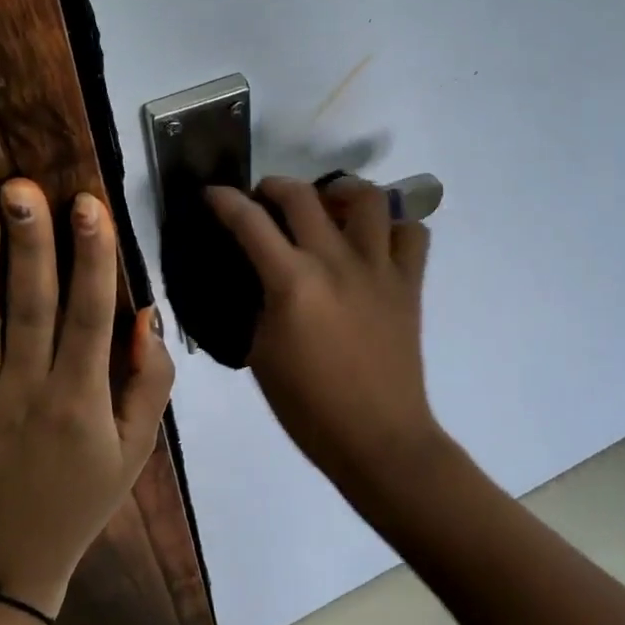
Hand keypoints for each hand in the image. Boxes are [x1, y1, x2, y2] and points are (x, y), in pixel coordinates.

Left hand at [0, 179, 174, 616]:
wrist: (8, 567)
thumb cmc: (82, 498)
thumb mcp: (137, 449)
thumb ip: (149, 381)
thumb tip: (147, 313)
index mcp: (82, 398)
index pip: (91, 314)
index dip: (92, 257)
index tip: (88, 205)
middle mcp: (29, 393)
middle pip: (32, 308)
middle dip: (31, 245)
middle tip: (22, 188)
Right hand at [205, 177, 444, 490]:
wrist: (376, 437)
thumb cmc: (308, 406)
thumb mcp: (261, 352)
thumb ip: (260, 302)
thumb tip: (261, 274)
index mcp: (292, 283)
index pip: (249, 222)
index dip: (224, 201)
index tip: (213, 194)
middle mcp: (336, 262)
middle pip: (303, 196)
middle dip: (274, 186)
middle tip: (265, 199)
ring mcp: (379, 268)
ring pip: (368, 197)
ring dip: (341, 191)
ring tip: (328, 205)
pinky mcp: (410, 283)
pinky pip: (411, 233)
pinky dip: (393, 226)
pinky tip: (374, 239)